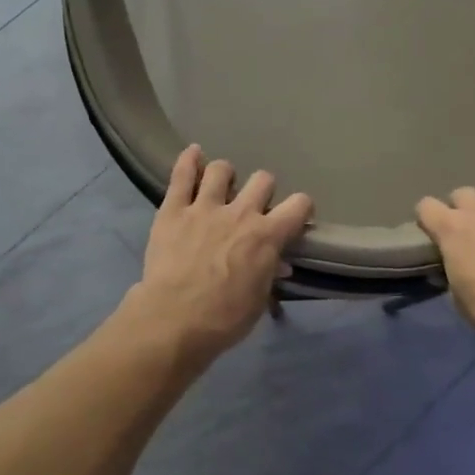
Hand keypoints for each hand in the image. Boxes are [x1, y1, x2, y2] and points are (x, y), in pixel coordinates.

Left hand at [130, 145, 313, 363]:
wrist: (174, 320)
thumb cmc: (224, 318)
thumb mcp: (258, 300)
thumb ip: (268, 273)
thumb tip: (278, 263)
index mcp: (267, 236)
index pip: (299, 204)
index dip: (301, 208)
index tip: (294, 216)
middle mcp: (240, 213)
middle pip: (262, 180)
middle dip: (262, 190)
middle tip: (252, 206)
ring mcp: (204, 207)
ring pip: (221, 169)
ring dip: (225, 176)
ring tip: (220, 187)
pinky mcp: (173, 209)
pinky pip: (182, 175)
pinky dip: (188, 160)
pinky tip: (193, 153)